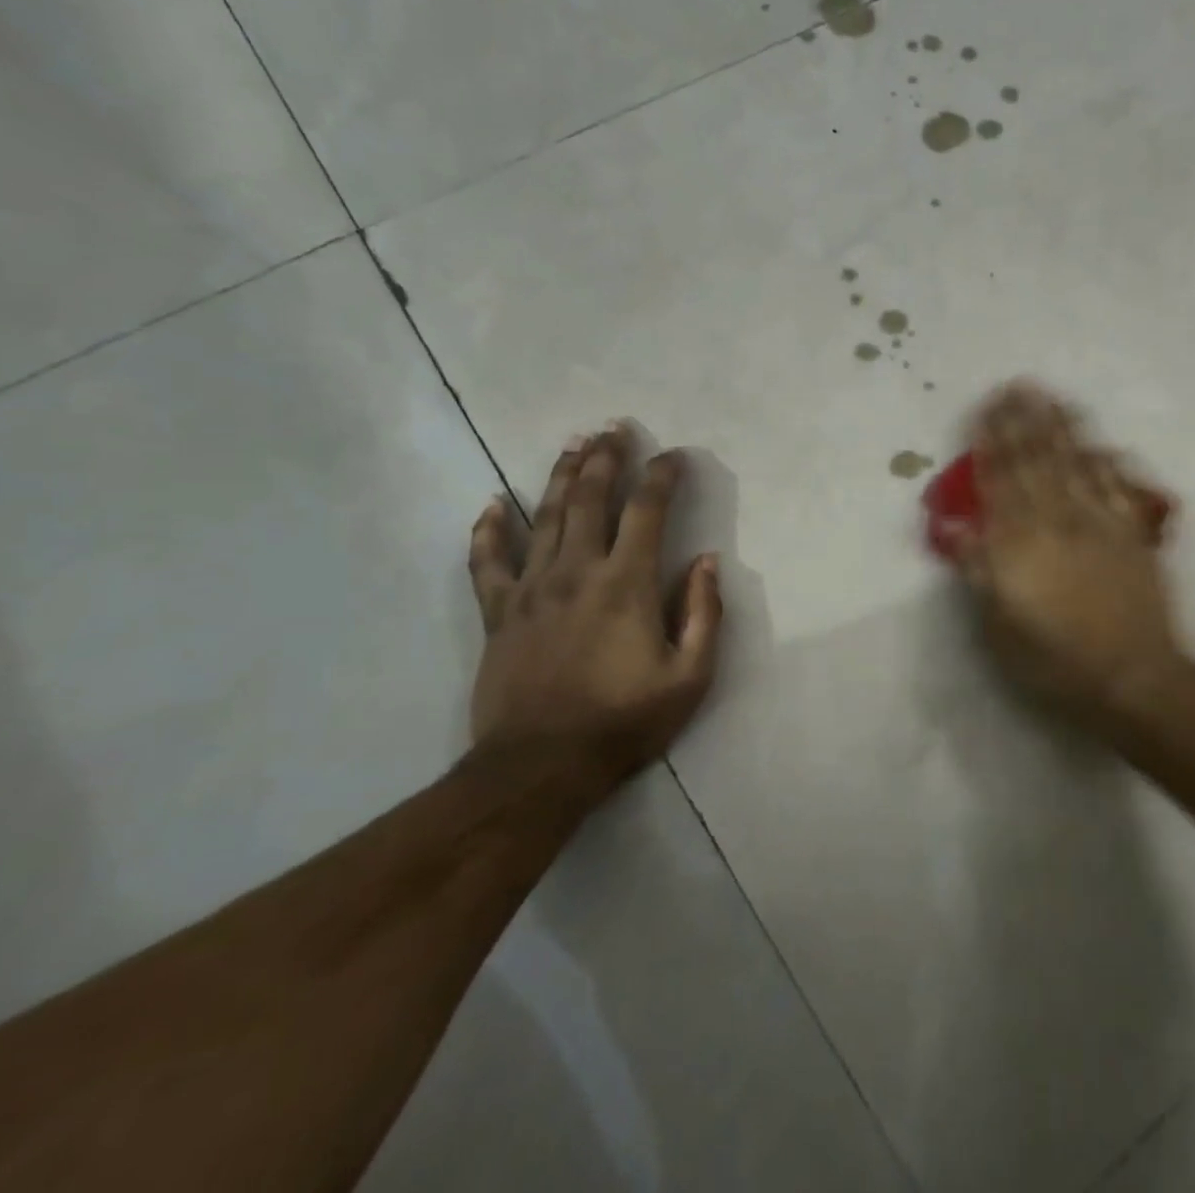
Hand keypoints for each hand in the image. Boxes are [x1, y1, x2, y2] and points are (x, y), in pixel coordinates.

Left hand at [466, 425, 722, 788]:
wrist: (540, 767)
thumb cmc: (625, 721)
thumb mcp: (690, 676)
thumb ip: (704, 613)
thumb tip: (708, 561)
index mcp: (627, 584)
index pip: (648, 512)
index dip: (663, 477)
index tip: (674, 455)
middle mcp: (577, 571)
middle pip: (590, 499)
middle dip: (605, 458)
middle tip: (614, 427)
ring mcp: (531, 589)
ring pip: (543, 517)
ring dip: (559, 476)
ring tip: (572, 444)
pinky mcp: (497, 613)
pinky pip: (487, 562)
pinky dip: (488, 530)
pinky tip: (491, 504)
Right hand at [952, 384, 1183, 729]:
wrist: (1131, 677)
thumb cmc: (1053, 659)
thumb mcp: (998, 624)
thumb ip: (978, 567)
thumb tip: (953, 525)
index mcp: (1020, 541)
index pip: (1000, 479)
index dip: (992, 441)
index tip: (986, 408)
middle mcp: (1058, 520)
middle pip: (1037, 460)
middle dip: (1024, 420)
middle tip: (1016, 386)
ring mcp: (1100, 522)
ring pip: (1076, 462)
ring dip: (1061, 427)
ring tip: (1051, 397)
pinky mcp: (1131, 533)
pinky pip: (1117, 484)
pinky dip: (1106, 459)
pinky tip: (1100, 442)